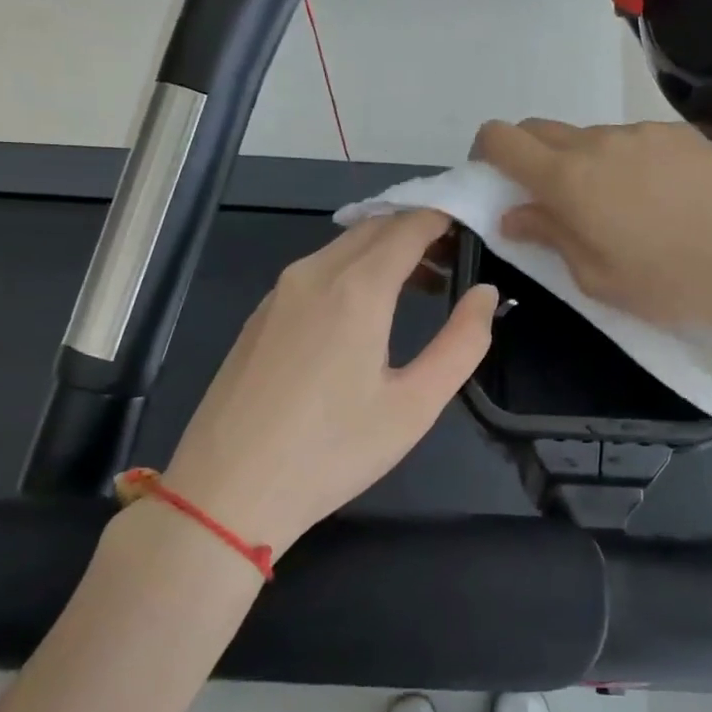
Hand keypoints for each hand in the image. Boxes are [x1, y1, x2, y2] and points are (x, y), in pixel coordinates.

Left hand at [160, 210, 496, 558]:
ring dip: (386, 251)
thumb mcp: (415, 406)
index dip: (445, 217)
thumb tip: (485, 293)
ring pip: (344, 246)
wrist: (225, 493)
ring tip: (422, 286)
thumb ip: (462, 343)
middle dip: (420, 231)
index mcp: (356, 289)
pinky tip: (366, 310)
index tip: (475, 226)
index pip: (410, 226)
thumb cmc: (331, 452)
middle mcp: (314, 273)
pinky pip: (317, 269)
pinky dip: (353, 268)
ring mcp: (280, 292)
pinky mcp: (261, 314)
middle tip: (456, 260)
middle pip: (376, 228)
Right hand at [473, 119, 711, 331]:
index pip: (502, 138)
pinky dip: (628, 160)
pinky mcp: (678, 133)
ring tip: (619, 205)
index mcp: (568, 178)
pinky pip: (634, 139)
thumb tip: (514, 213)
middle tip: (549, 198)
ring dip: (585, 161)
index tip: (493, 176)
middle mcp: (598, 140)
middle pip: (541, 129)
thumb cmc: (666, 282)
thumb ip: (548, 234)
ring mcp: (642, 131)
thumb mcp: (594, 276)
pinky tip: (660, 195)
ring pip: (591, 136)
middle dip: (530, 156)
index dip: (486, 152)